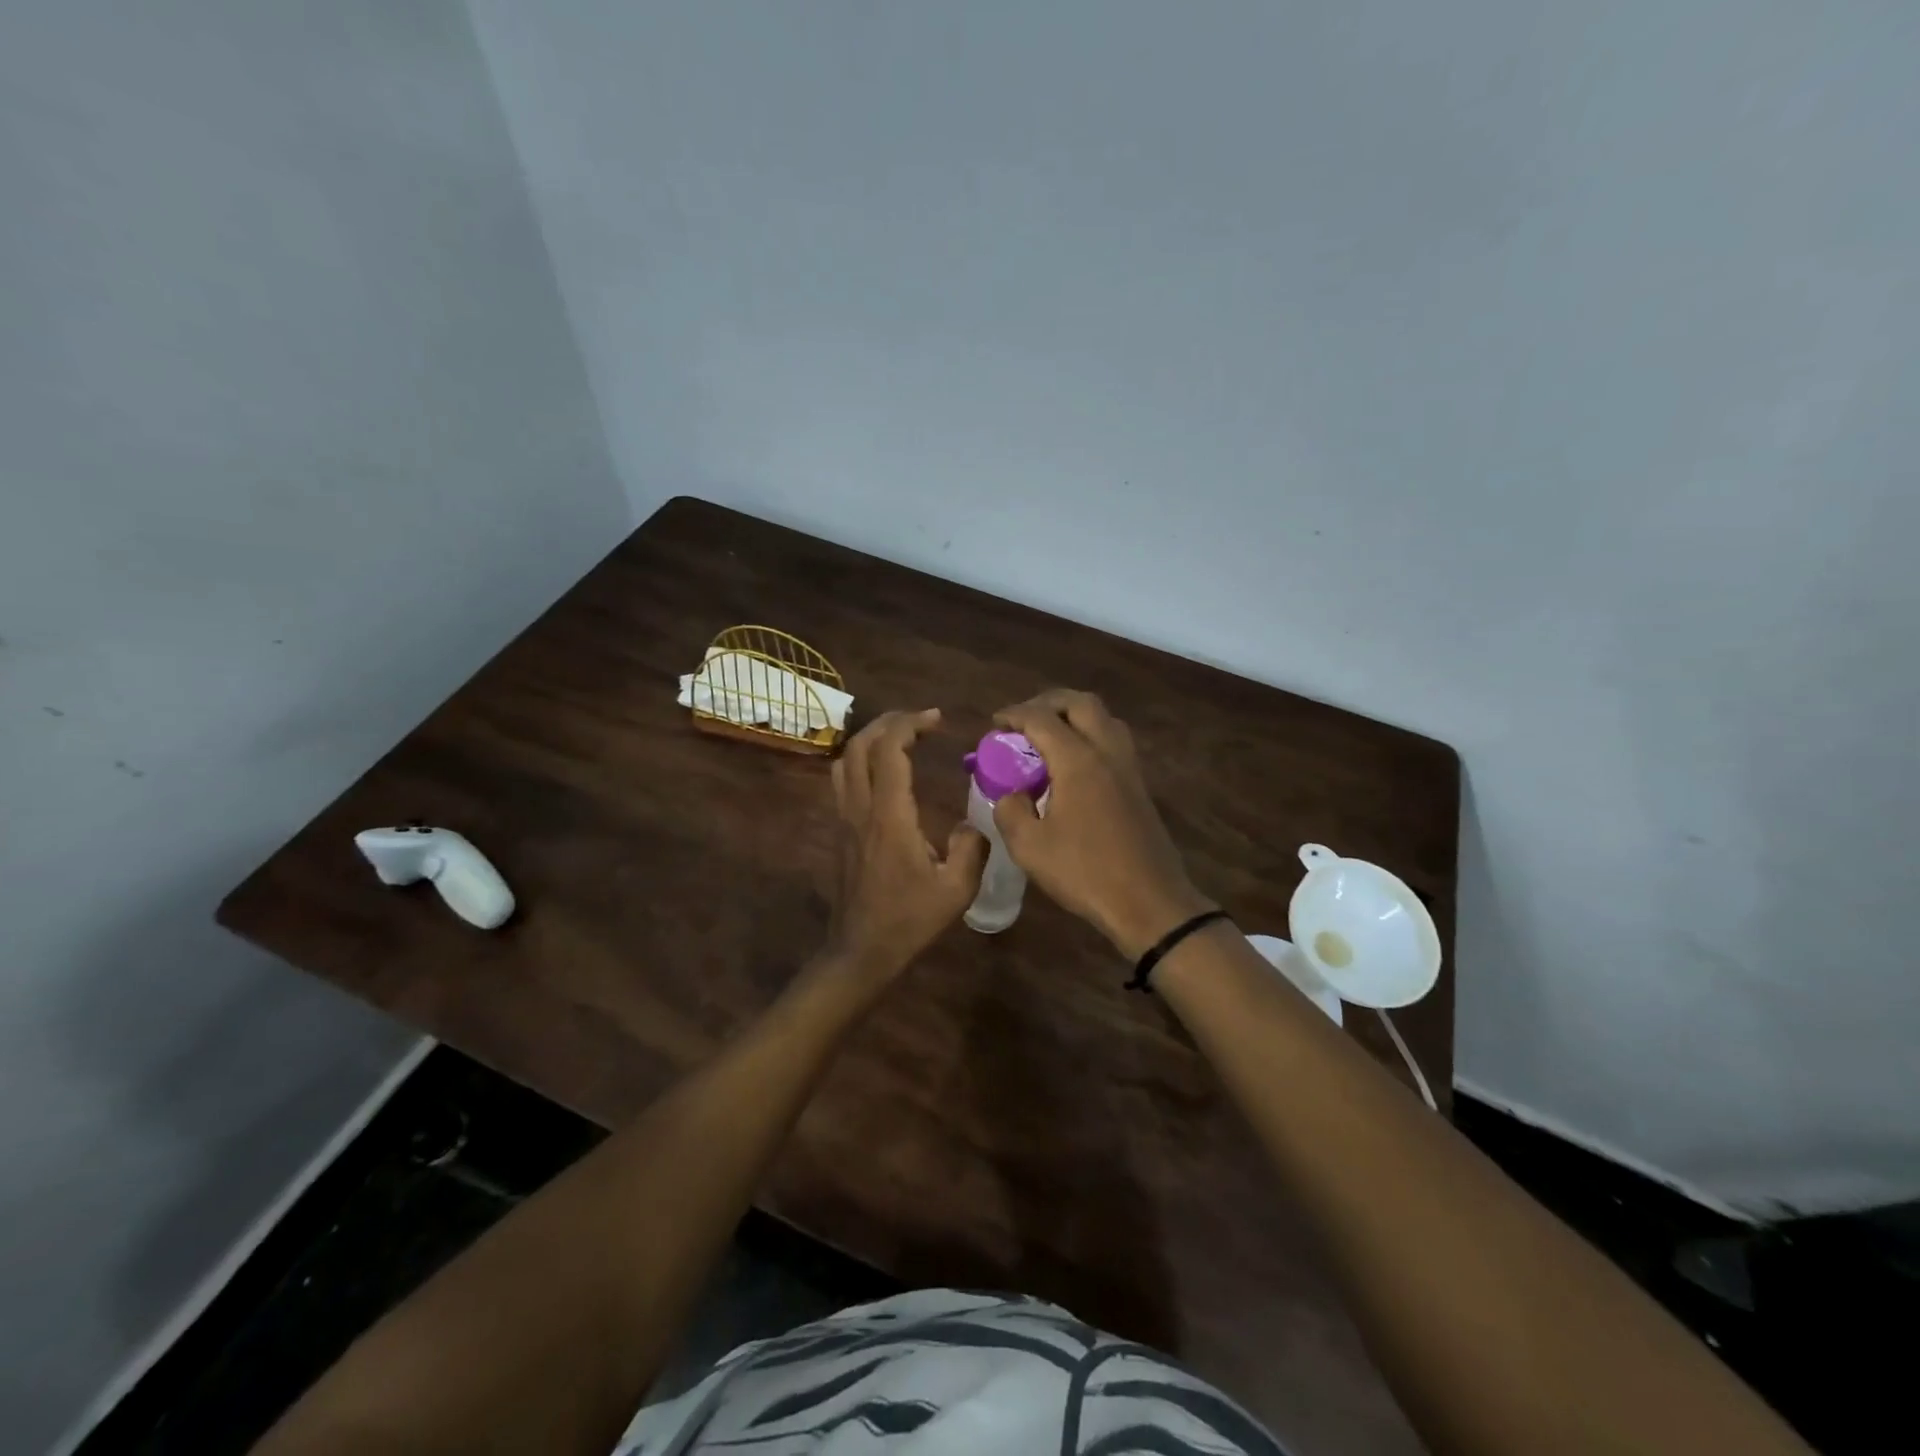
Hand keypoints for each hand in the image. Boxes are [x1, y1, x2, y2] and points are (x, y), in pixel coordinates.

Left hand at [825, 709, 986, 979]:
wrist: (862, 949)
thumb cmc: (909, 920)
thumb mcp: (957, 889)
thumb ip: (971, 849)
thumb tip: (973, 824)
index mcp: (889, 816)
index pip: (889, 750)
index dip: (910, 724)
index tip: (937, 718)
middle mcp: (861, 808)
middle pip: (859, 745)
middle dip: (888, 722)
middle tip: (920, 720)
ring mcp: (845, 818)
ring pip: (844, 760)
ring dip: (870, 739)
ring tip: (901, 737)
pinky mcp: (841, 830)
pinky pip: (843, 780)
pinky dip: (862, 760)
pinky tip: (886, 772)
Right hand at [992, 690, 1215, 958]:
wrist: (1149, 902)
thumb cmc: (1085, 873)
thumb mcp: (1030, 847)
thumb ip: (1010, 811)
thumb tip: (1011, 795)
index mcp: (1078, 761)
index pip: (1041, 718)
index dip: (1013, 714)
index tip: (994, 724)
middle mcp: (1107, 753)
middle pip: (1081, 703)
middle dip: (1048, 702)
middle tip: (1024, 720)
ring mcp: (1129, 768)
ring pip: (1104, 719)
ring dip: (1074, 716)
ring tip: (1049, 737)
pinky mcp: (1139, 787)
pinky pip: (1113, 742)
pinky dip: (1090, 737)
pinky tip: (1072, 766)